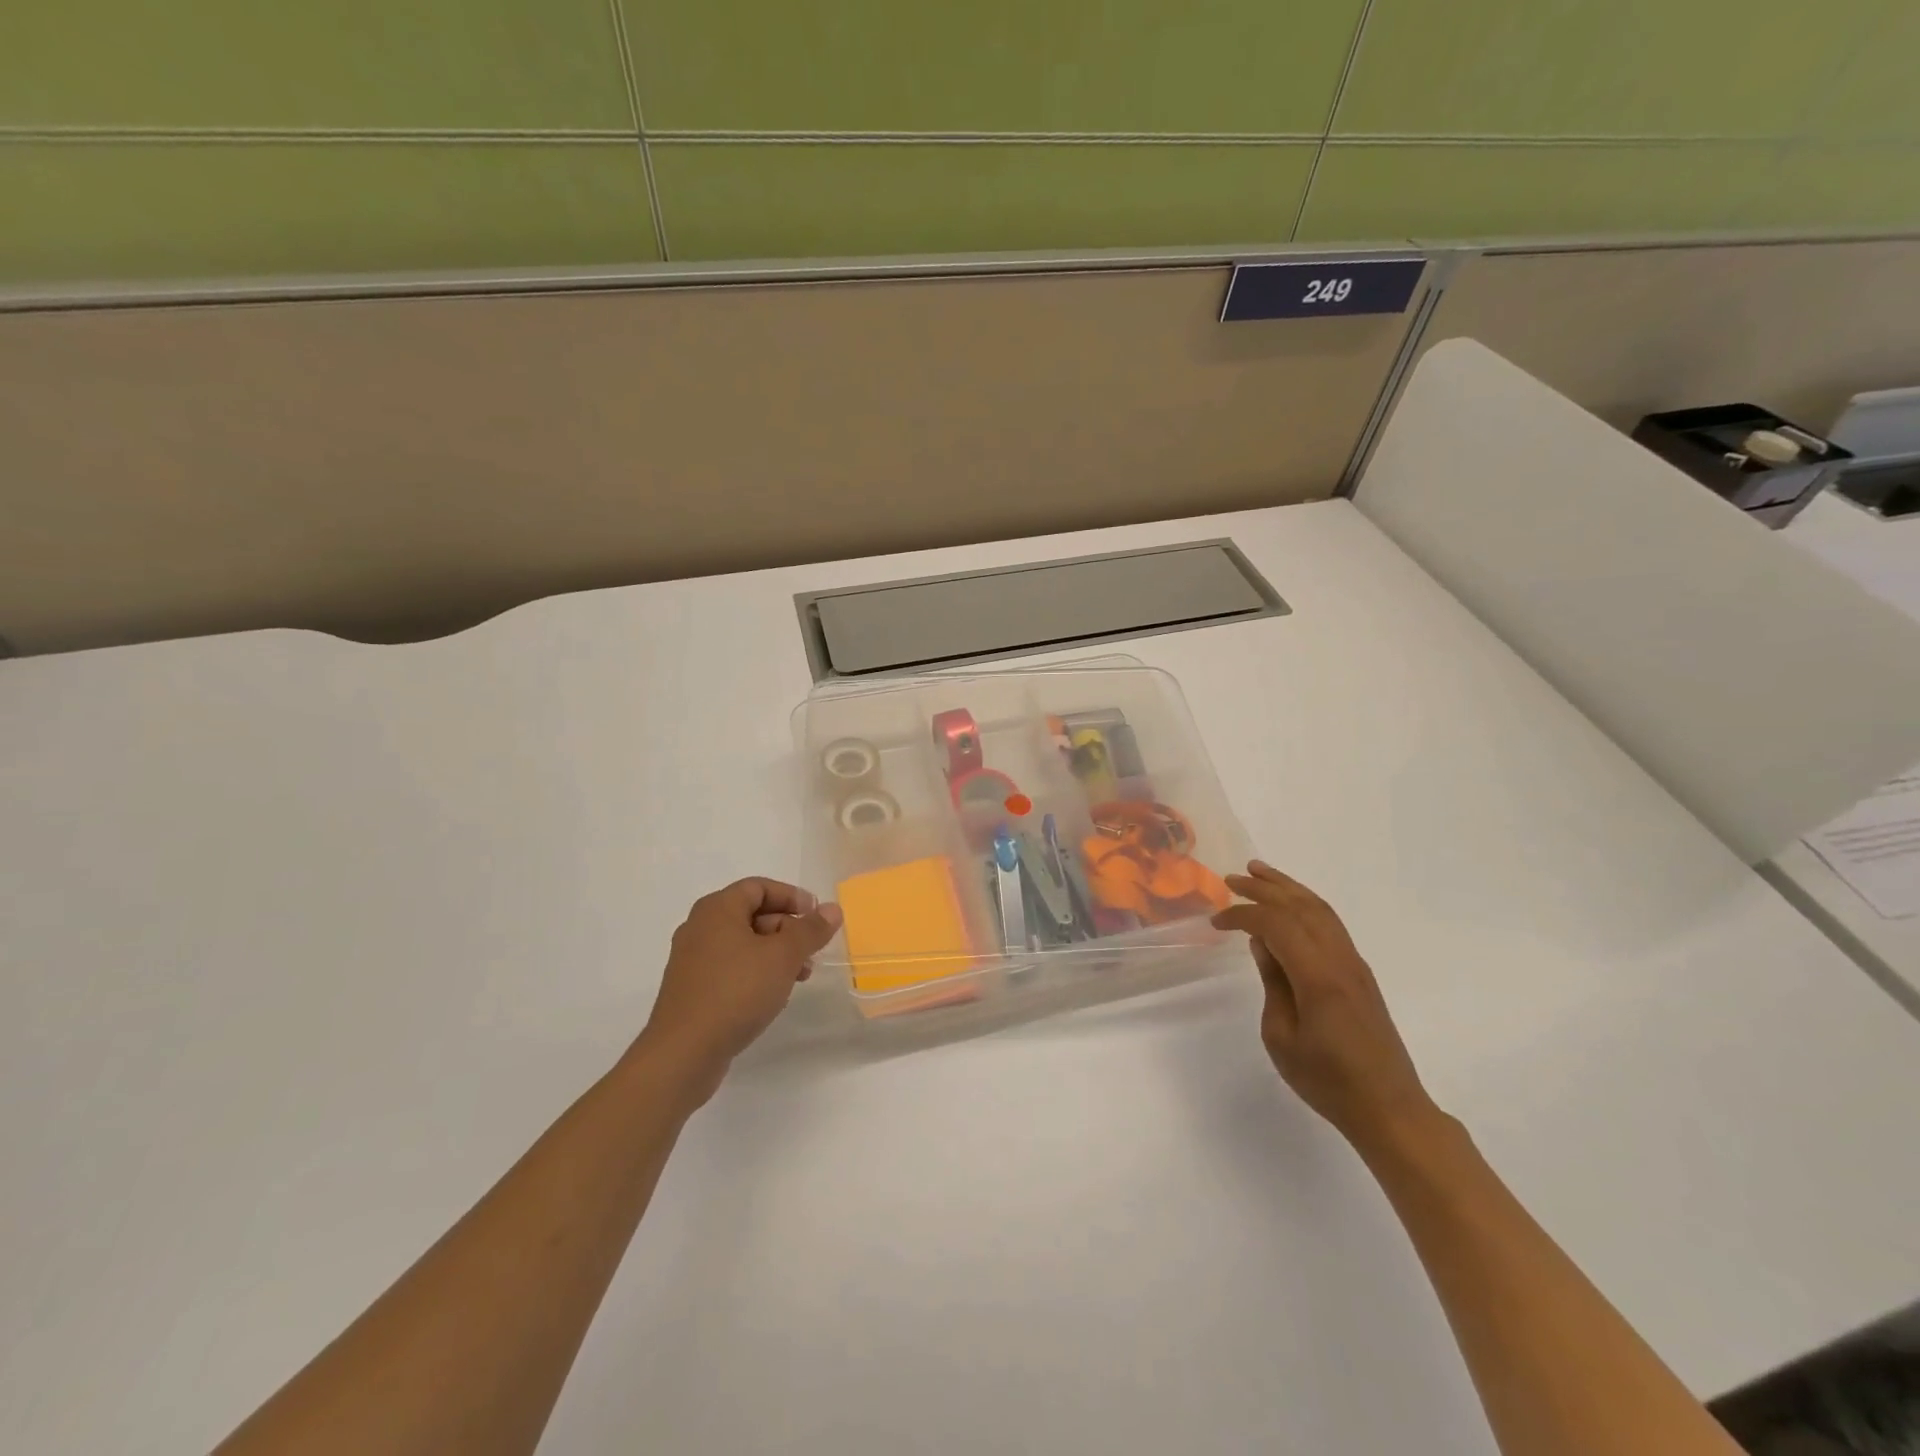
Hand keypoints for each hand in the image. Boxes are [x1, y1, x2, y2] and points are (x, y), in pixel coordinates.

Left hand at [632, 878, 841, 1106]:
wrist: (683, 1053)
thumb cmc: (736, 991)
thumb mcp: (783, 956)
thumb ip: (810, 930)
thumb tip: (832, 909)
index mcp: (717, 909)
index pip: (759, 887)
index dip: (791, 896)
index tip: (817, 916)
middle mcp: (700, 928)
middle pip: (752, 914)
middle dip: (787, 929)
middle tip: (812, 951)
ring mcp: (692, 960)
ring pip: (743, 944)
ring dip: (775, 954)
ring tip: (799, 978)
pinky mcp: (691, 990)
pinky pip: (730, 969)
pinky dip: (755, 973)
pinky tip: (772, 997)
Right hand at [1212, 862, 1440, 1150]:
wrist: (1390, 1109)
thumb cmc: (1328, 1081)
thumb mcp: (1281, 1037)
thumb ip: (1273, 983)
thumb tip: (1263, 944)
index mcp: (1317, 976)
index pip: (1275, 925)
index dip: (1243, 915)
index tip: (1216, 922)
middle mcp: (1340, 960)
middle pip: (1300, 907)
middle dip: (1264, 888)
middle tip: (1232, 878)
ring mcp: (1354, 964)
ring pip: (1320, 910)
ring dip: (1288, 888)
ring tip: (1259, 873)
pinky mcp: (1360, 973)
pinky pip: (1330, 924)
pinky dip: (1306, 905)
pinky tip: (1290, 906)